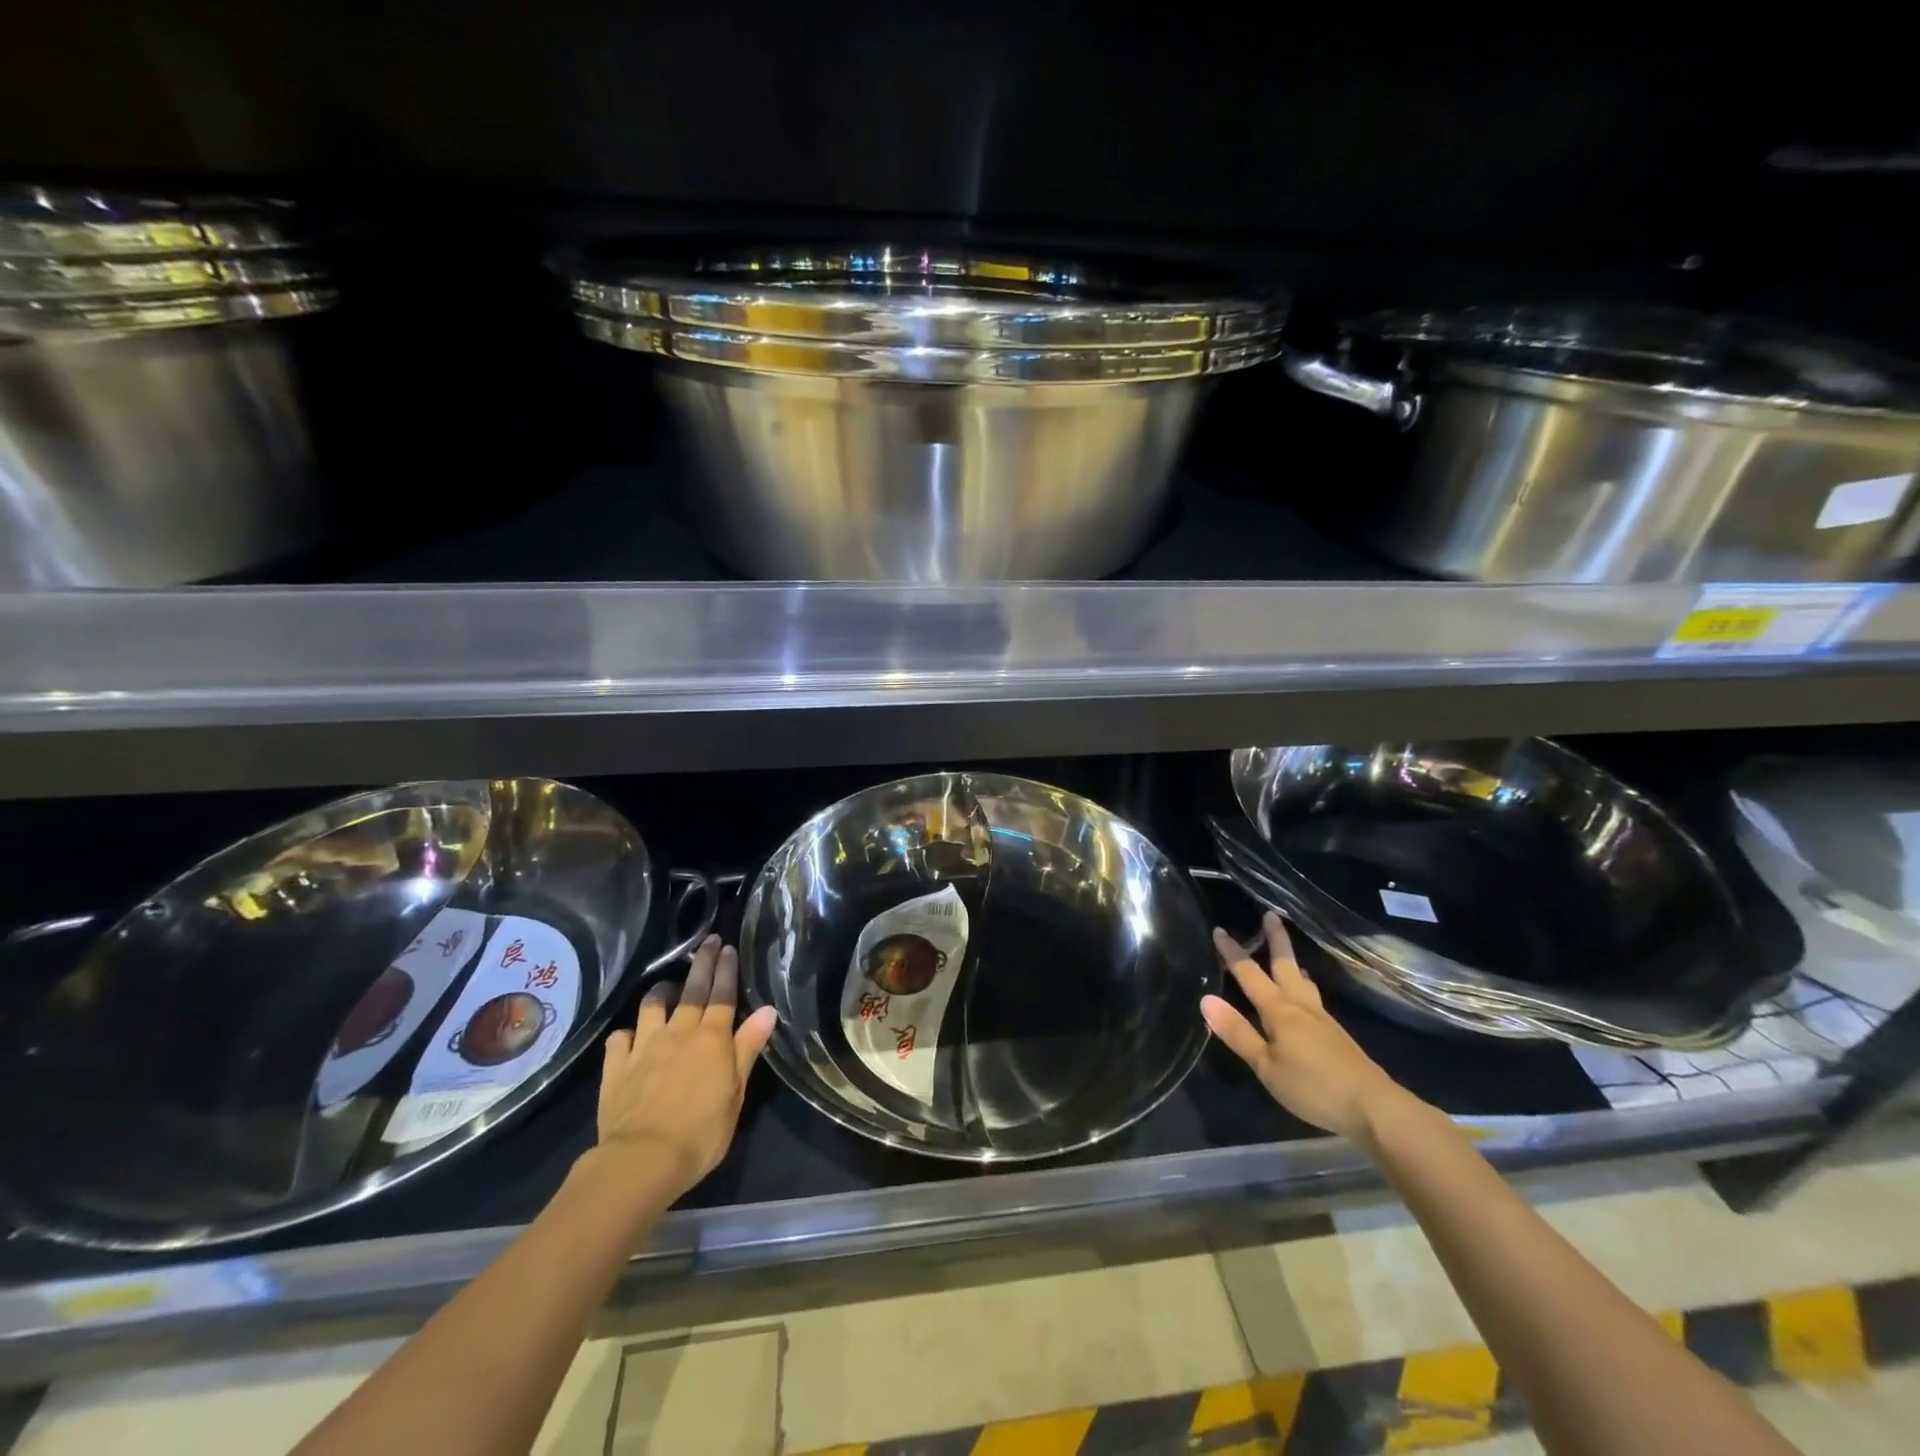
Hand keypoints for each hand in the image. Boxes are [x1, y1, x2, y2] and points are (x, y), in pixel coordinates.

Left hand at [594, 934, 777, 1198]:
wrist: (642, 1159)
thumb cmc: (701, 1131)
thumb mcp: (736, 1092)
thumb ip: (748, 1047)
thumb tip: (767, 1010)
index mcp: (712, 1038)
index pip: (723, 994)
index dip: (727, 969)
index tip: (728, 947)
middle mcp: (679, 1032)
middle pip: (692, 990)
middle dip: (702, 963)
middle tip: (708, 943)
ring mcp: (644, 1046)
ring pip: (652, 1006)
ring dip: (661, 992)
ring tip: (667, 987)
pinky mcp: (616, 1066)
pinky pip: (620, 1038)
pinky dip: (627, 1033)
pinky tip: (630, 1036)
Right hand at [1201, 912, 1414, 1144]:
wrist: (1372, 1105)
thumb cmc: (1312, 1085)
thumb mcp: (1266, 1066)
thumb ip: (1237, 1032)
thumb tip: (1206, 999)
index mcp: (1279, 1010)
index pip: (1249, 974)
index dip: (1232, 952)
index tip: (1219, 929)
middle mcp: (1300, 1005)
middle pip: (1284, 964)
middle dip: (1276, 939)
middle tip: (1271, 914)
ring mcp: (1321, 1018)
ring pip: (1302, 980)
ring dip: (1292, 961)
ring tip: (1289, 953)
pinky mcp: (1335, 1033)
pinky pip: (1313, 996)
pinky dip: (1304, 984)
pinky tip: (1306, 993)